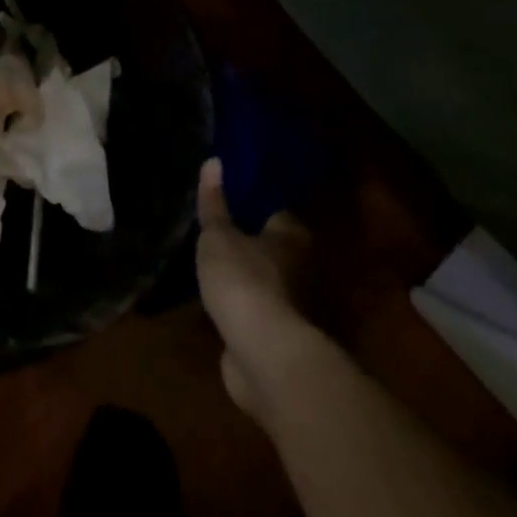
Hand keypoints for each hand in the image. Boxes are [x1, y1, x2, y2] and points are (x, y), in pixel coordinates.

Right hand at [196, 157, 320, 423]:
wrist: (264, 355)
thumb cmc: (243, 280)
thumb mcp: (218, 235)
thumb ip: (214, 203)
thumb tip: (214, 161)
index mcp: (292, 237)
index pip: (277, 212)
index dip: (256, 206)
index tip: (233, 201)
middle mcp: (303, 269)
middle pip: (276, 249)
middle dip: (253, 245)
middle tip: (222, 234)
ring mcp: (294, 307)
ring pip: (269, 284)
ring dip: (250, 281)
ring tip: (218, 269)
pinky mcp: (282, 339)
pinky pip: (260, 315)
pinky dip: (247, 311)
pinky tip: (225, 306)